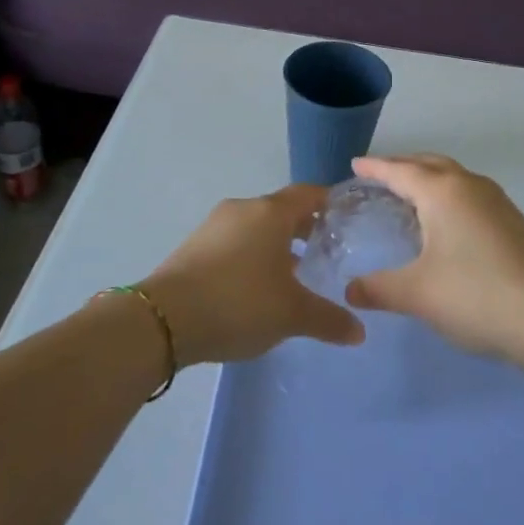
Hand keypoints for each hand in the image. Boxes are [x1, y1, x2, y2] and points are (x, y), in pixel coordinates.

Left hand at [138, 185, 364, 365]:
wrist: (163, 320)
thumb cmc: (239, 303)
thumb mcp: (291, 315)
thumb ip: (328, 319)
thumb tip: (360, 331)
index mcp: (270, 212)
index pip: (308, 194)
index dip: (329, 203)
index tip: (346, 219)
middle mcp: (243, 209)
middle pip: (282, 209)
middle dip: (304, 228)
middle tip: (325, 251)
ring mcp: (214, 225)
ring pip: (256, 227)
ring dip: (276, 244)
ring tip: (293, 275)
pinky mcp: (194, 246)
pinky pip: (234, 242)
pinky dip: (251, 255)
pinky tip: (255, 287)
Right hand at [346, 155, 523, 367]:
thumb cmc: (476, 296)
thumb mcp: (418, 294)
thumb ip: (379, 289)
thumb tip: (351, 291)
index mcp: (443, 192)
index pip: (400, 171)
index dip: (375, 168)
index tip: (355, 164)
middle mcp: (470, 186)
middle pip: (430, 164)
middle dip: (402, 166)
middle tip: (379, 176)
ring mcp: (498, 202)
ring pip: (454, 178)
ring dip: (429, 179)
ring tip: (410, 196)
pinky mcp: (514, 222)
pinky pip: (470, 195)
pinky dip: (448, 197)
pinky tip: (446, 224)